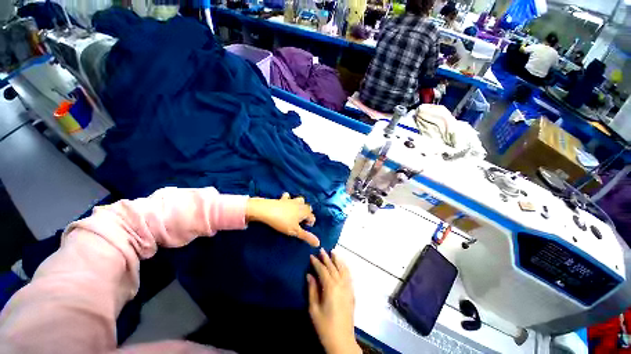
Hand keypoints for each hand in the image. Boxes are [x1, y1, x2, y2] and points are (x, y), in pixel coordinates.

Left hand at [246, 192, 319, 246]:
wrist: (266, 210)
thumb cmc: (283, 222)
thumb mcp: (295, 231)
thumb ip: (306, 236)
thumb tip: (318, 243)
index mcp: (305, 211)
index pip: (313, 217)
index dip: (310, 224)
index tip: (303, 229)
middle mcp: (300, 204)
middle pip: (308, 207)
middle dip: (307, 213)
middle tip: (300, 222)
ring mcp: (291, 200)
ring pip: (300, 200)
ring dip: (300, 204)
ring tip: (295, 212)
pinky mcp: (283, 198)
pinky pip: (287, 197)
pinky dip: (288, 199)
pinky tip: (285, 203)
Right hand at [308, 249, 360, 353]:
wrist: (342, 341)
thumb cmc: (325, 326)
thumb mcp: (314, 309)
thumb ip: (312, 290)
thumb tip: (309, 275)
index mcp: (330, 287)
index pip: (323, 270)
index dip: (317, 263)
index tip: (311, 256)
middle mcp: (340, 284)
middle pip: (333, 267)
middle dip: (327, 258)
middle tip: (322, 250)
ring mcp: (348, 288)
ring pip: (343, 269)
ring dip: (338, 260)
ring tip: (334, 252)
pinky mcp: (352, 293)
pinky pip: (349, 276)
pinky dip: (346, 267)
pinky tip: (343, 264)